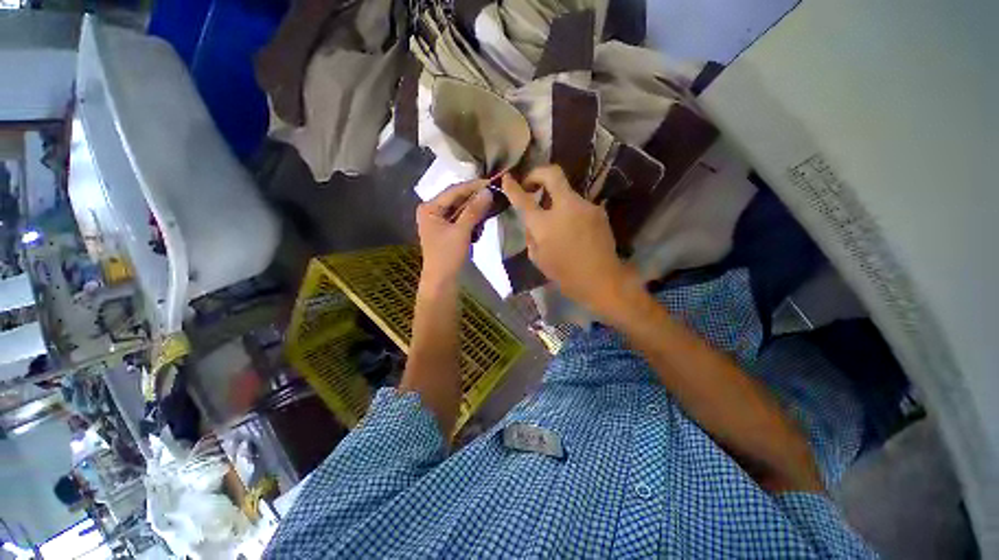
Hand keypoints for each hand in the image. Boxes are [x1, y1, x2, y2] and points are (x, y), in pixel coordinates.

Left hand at [416, 179, 493, 283]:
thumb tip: (488, 191)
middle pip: (456, 199)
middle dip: (475, 198)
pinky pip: (461, 219)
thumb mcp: (461, 231)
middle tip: (494, 193)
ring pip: (460, 209)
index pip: (454, 190)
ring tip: (490, 206)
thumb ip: (474, 210)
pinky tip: (481, 221)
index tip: (492, 182)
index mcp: (429, 208)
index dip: (473, 186)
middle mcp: (432, 211)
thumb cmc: (448, 256)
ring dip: (475, 209)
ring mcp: (438, 221)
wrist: (442, 282)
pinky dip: (471, 220)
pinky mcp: (446, 231)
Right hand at [501, 166, 636, 315]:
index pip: (524, 199)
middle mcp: (565, 207)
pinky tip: (574, 228)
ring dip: (557, 200)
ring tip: (558, 220)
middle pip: (552, 174)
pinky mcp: (598, 211)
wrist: (601, 279)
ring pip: (567, 192)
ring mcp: (585, 206)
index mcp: (544, 223)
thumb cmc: (565, 274)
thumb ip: (531, 236)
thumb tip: (532, 224)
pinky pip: (579, 206)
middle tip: (531, 183)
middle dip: (538, 173)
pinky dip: (571, 212)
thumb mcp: (538, 258)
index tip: (507, 179)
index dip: (512, 187)